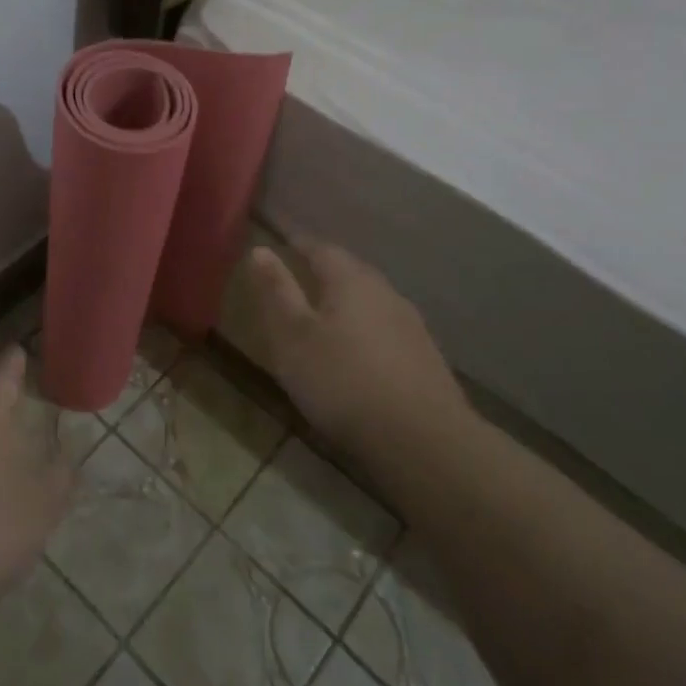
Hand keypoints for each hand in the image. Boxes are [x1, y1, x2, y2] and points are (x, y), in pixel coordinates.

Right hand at [247, 241, 473, 470]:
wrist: (423, 441)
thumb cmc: (343, 380)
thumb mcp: (294, 336)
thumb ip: (277, 291)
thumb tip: (260, 249)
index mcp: (351, 280)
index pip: (320, 248)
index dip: (297, 244)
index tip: (279, 244)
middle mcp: (385, 292)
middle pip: (350, 272)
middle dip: (323, 271)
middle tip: (298, 277)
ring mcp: (410, 325)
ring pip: (370, 301)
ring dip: (346, 303)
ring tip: (323, 317)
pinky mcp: (425, 358)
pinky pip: (385, 330)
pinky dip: (364, 332)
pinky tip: (357, 354)